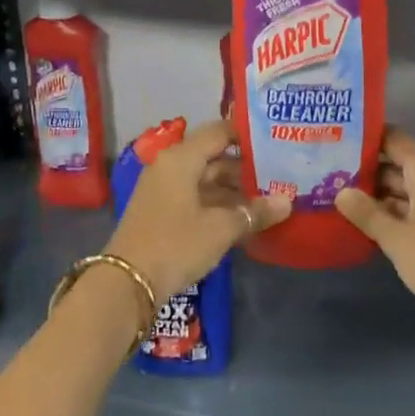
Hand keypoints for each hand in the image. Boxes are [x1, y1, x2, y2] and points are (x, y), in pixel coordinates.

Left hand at [104, 119, 290, 300]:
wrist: (127, 283)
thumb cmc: (176, 244)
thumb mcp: (221, 229)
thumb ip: (255, 212)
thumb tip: (288, 201)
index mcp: (181, 158)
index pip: (219, 132)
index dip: (248, 134)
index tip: (276, 141)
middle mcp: (170, 166)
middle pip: (214, 156)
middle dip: (246, 167)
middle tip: (280, 175)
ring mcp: (164, 189)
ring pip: (206, 179)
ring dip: (234, 189)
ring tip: (269, 199)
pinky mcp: (162, 211)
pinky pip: (196, 197)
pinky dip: (219, 203)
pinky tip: (244, 217)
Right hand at [336, 126, 414, 328]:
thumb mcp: (398, 239)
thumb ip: (368, 214)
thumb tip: (340, 191)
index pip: (396, 140)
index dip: (368, 135)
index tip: (336, 135)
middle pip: (397, 166)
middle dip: (364, 169)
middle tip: (324, 170)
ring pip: (402, 192)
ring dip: (373, 195)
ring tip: (333, 196)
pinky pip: (409, 213)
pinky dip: (387, 216)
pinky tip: (361, 225)